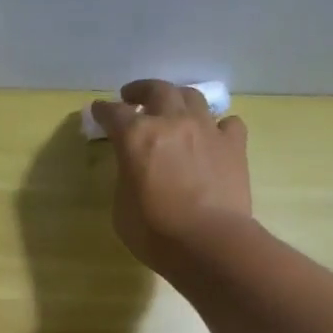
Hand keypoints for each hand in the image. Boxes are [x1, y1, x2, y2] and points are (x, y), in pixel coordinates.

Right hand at [88, 79, 250, 272]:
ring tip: (173, 108)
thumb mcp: (121, 208)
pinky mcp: (234, 144)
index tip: (98, 110)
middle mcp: (172, 122)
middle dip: (141, 90)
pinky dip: (217, 125)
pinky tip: (212, 136)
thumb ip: (126, 178)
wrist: (210, 243)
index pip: (114, 113)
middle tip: (133, 97)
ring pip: (193, 96)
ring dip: (178, 98)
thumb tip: (135, 168)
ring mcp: (207, 130)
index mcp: (137, 137)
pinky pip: (227, 122)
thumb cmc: (155, 233)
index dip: (103, 110)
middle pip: (157, 90)